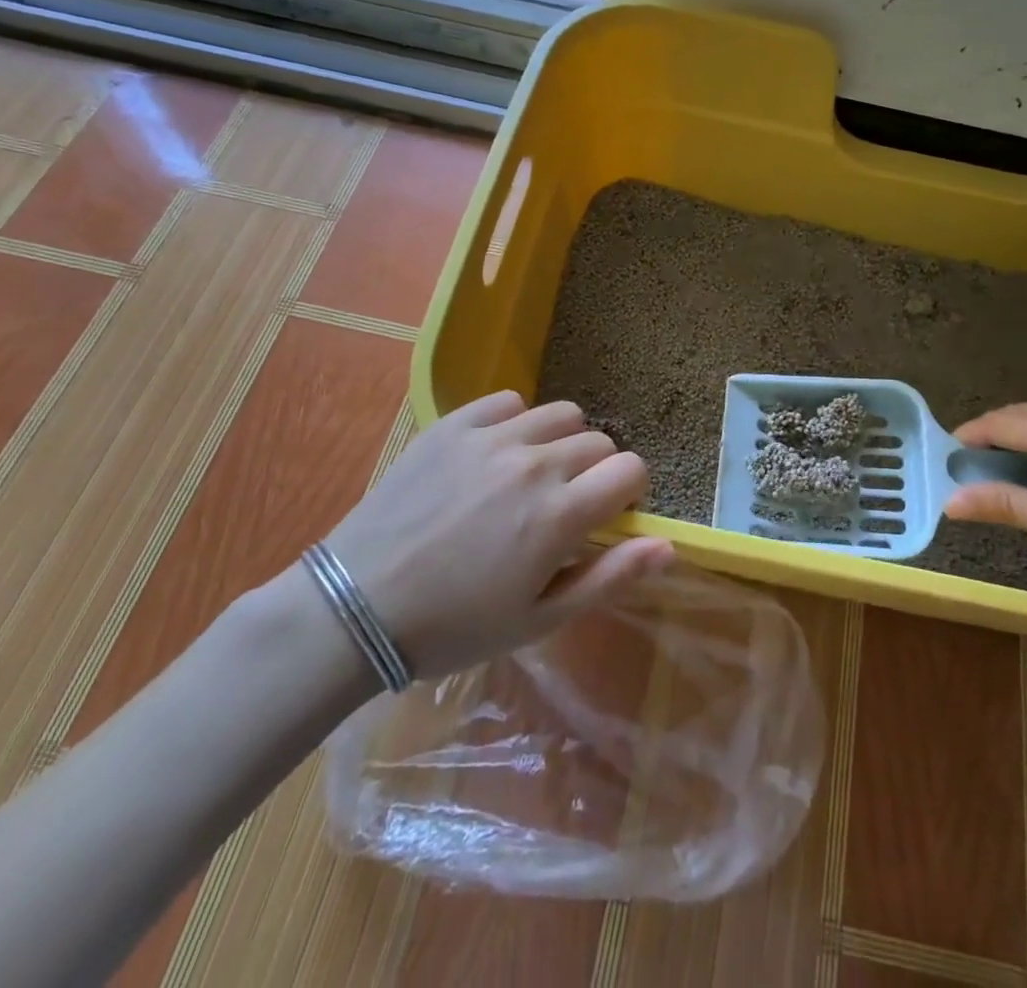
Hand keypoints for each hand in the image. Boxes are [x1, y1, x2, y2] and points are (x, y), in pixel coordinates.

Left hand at [319, 391, 672, 679]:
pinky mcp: (453, 425)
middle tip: (563, 505)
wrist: (356, 607)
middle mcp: (533, 464)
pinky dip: (516, 423)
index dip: (628, 492)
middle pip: (598, 441)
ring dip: (561, 442)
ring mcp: (491, 438)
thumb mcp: (540, 619)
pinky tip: (495, 455)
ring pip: (560, 414)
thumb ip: (610, 577)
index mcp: (559, 514)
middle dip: (595, 471)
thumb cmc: (455, 626)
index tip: (606, 515)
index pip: (630, 469)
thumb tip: (669, 545)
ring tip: (532, 475)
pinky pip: (508, 402)